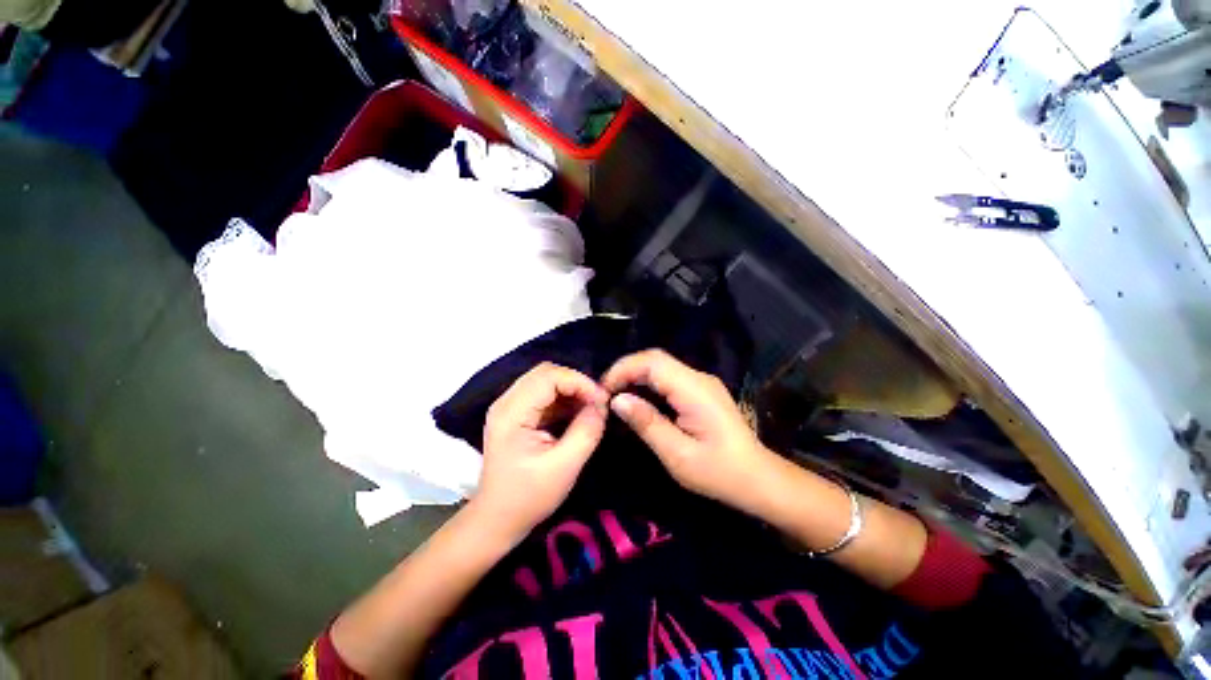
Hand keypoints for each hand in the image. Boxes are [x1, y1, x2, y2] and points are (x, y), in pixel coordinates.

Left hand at [475, 363, 609, 539]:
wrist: (497, 519)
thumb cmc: (528, 497)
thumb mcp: (564, 467)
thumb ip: (587, 431)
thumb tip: (602, 403)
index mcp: (512, 413)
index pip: (548, 376)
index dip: (579, 382)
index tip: (601, 400)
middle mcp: (506, 402)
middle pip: (545, 373)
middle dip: (576, 383)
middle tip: (597, 402)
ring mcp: (509, 407)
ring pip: (545, 381)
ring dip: (571, 390)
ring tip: (591, 408)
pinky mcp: (516, 414)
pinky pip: (543, 394)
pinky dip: (564, 399)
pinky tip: (577, 413)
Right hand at [602, 350, 780, 513]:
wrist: (757, 478)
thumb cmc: (718, 472)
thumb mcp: (677, 454)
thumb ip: (647, 423)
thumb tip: (617, 400)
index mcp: (694, 390)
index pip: (652, 362)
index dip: (623, 369)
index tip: (603, 390)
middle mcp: (698, 378)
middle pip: (656, 359)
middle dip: (626, 370)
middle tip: (606, 394)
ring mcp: (702, 382)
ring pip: (661, 366)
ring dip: (636, 376)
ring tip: (617, 397)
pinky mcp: (701, 390)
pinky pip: (669, 377)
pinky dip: (649, 383)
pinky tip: (639, 400)